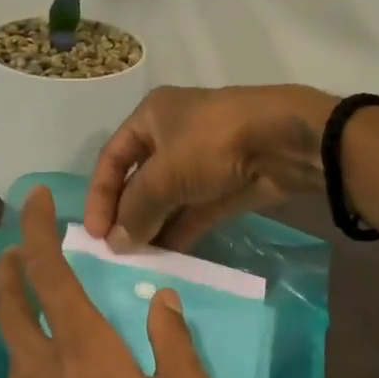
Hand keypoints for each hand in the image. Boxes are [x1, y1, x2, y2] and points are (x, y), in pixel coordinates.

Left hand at [0, 187, 214, 377]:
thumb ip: (171, 341)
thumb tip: (161, 301)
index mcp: (83, 347)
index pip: (48, 271)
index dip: (37, 230)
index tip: (33, 202)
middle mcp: (38, 367)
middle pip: (7, 303)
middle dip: (9, 268)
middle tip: (18, 253)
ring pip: (13, 352)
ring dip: (25, 332)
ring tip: (53, 341)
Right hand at [85, 84, 336, 251]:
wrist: (284, 142)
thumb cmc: (212, 144)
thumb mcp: (164, 175)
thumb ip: (136, 210)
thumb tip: (116, 243)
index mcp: (151, 117)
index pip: (112, 159)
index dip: (100, 196)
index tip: (95, 233)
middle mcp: (173, 136)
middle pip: (139, 181)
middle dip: (127, 215)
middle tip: (116, 251)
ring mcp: (202, 163)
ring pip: (168, 199)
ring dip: (152, 227)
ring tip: (138, 260)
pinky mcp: (225, 187)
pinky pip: (193, 212)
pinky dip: (179, 231)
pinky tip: (166, 256)